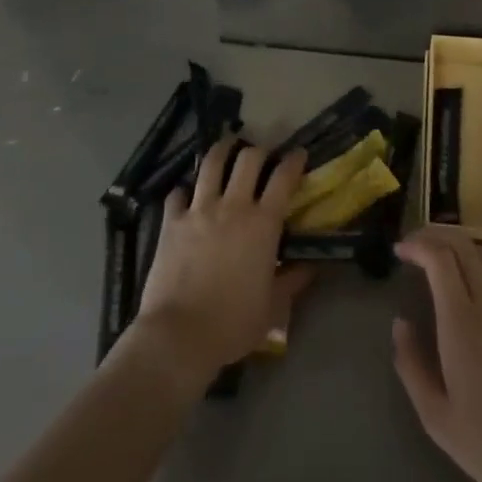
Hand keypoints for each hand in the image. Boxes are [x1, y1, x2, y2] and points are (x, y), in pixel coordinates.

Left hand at [132, 136, 310, 385]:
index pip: (284, 178)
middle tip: (263, 153)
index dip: (294, 160)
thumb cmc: (233, 323)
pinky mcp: (171, 222)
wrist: (179, 334)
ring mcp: (198, 210)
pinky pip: (177, 193)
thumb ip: (292, 280)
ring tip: (226, 146)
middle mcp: (232, 206)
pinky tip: (187, 193)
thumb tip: (310, 266)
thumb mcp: (273, 306)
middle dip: (260, 150)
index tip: (298, 154)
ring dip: (222, 151)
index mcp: (263, 224)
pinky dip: (185, 189)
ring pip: (212, 164)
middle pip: (248, 159)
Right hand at [392, 227, 481, 481]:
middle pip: (463, 246)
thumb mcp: (436, 416)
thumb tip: (401, 323)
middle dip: (435, 236)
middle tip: (414, 247)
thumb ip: (411, 364)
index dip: (417, 245)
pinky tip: (477, 279)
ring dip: (460, 246)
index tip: (400, 252)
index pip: (439, 257)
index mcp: (461, 321)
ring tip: (441, 257)